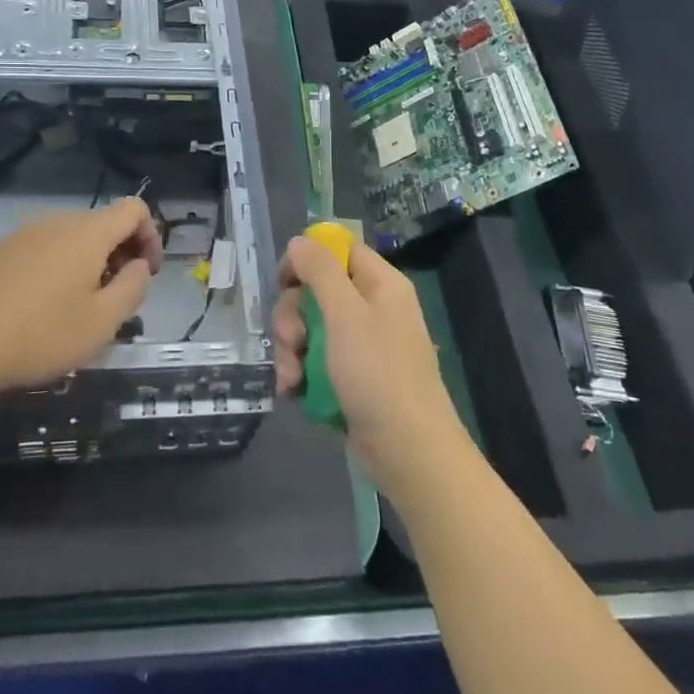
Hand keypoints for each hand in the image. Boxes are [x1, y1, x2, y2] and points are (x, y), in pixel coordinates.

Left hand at [0, 197, 161, 397]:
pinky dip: (58, 267)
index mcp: (88, 233)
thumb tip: (139, 265)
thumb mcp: (102, 322)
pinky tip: (41, 307)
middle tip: (115, 298)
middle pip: (104, 223)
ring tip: (79, 306)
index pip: (134, 209)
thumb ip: (133, 287)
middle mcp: (57, 221)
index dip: (151, 236)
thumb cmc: (39, 335)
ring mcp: (23, 234)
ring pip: (72, 237)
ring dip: (89, 262)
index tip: (145, 274)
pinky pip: (43, 248)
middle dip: (121, 253)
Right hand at [272, 235, 467, 493]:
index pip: (338, 251)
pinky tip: (295, 392)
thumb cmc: (377, 373)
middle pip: (317, 292)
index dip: (307, 260)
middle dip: (293, 317)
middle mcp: (372, 309)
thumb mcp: (345, 314)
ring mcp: (362, 346)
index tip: (284, 282)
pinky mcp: (352, 378)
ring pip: (311, 330)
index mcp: (380, 285)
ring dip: (292, 351)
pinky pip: (316, 362)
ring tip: (292, 379)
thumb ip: (320, 271)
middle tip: (292, 341)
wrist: (408, 452)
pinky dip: (302, 375)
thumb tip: (299, 241)